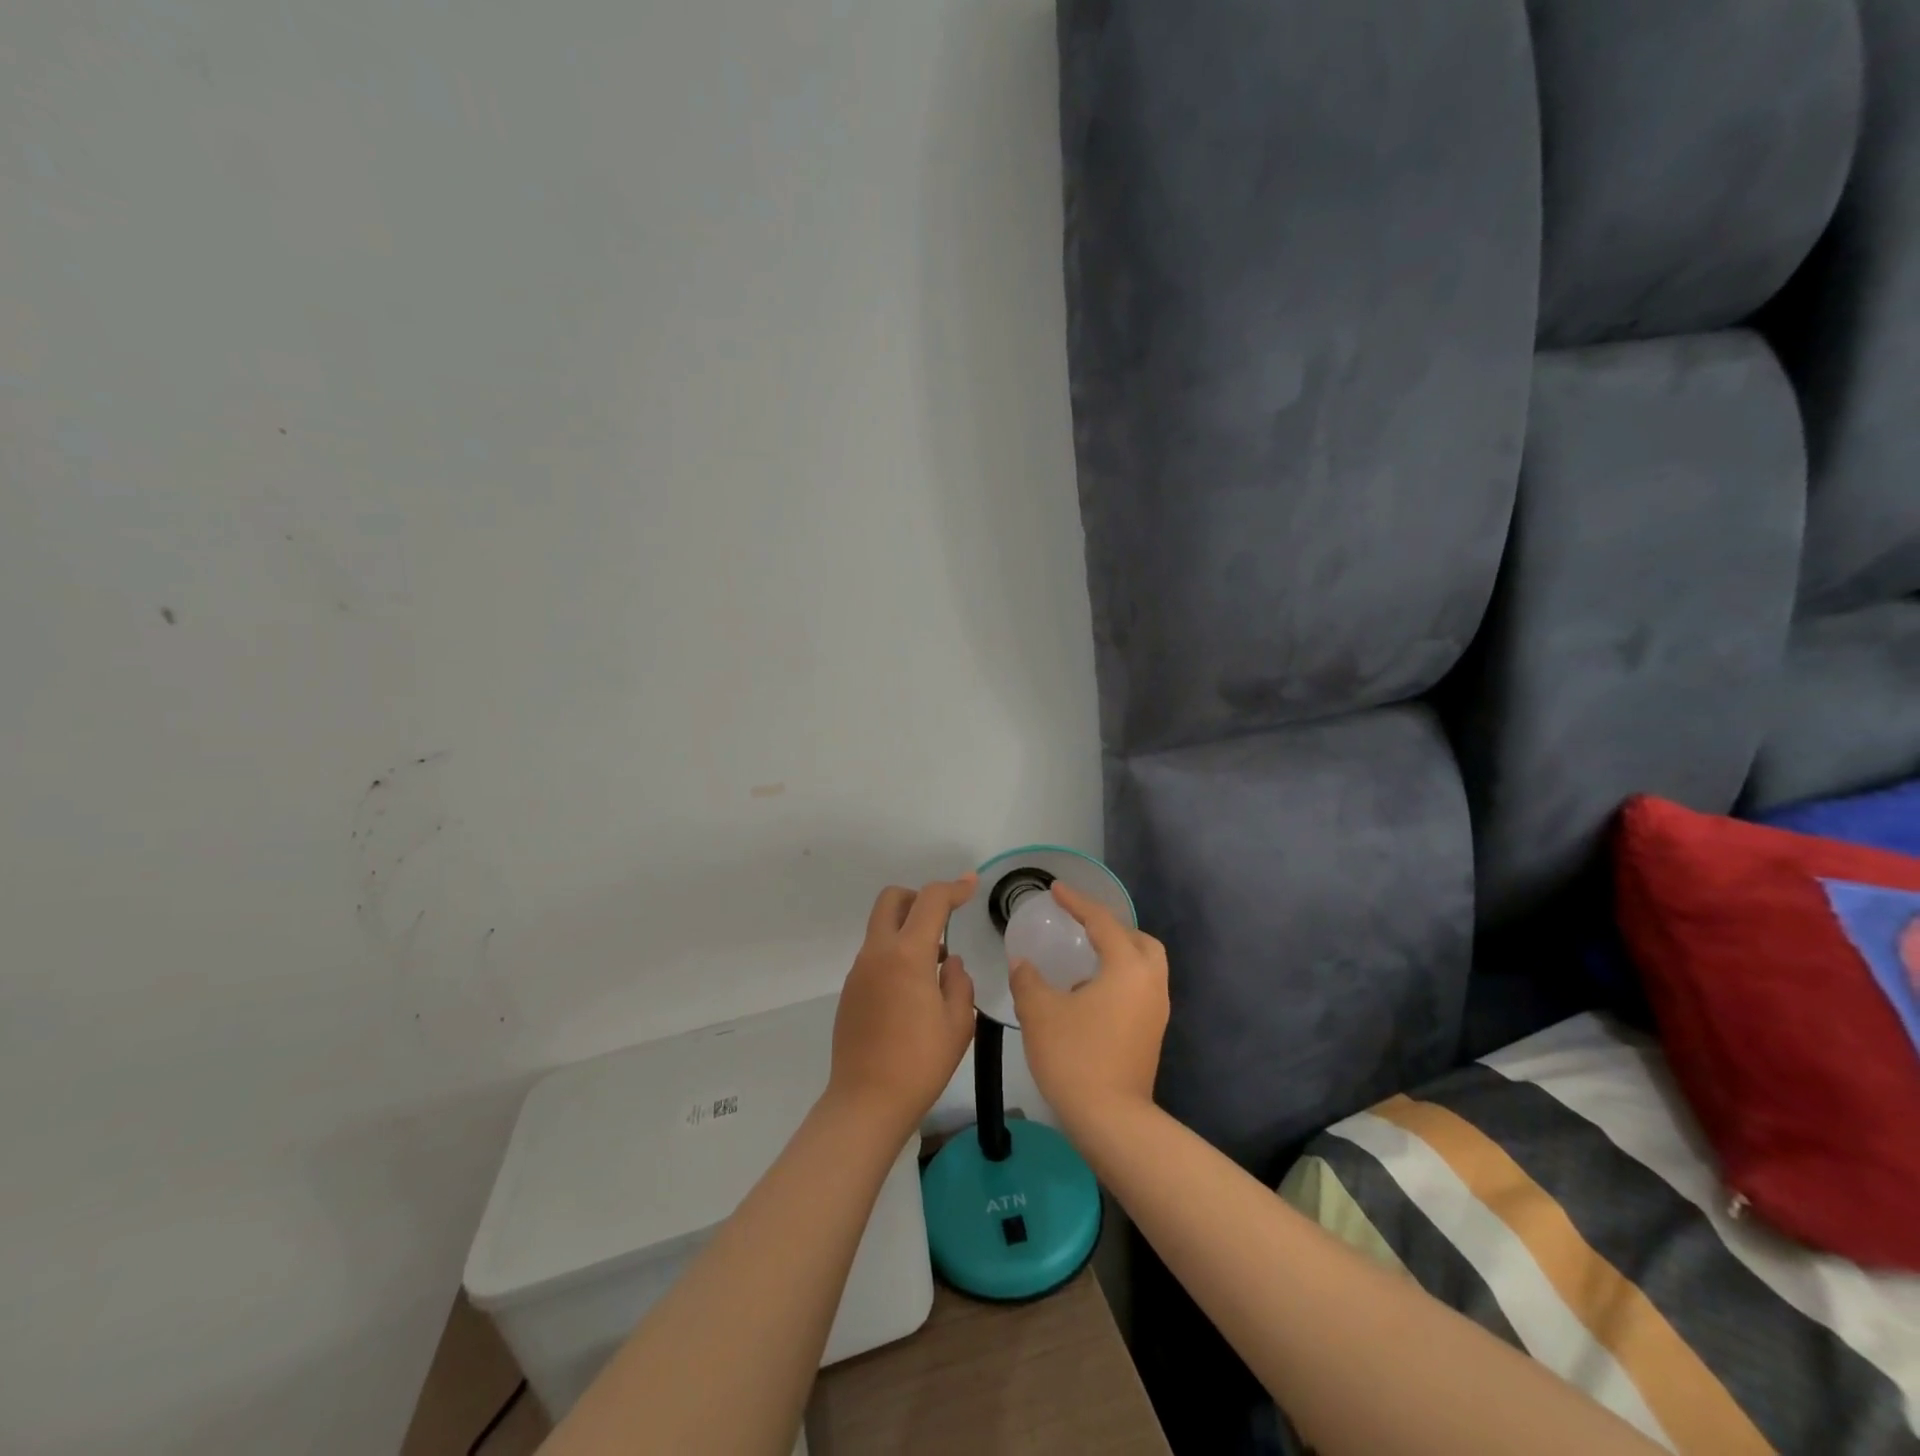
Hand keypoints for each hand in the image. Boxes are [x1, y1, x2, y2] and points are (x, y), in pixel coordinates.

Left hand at [828, 875, 978, 1134]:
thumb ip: (959, 983)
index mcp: (908, 955)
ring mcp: (859, 971)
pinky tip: (912, 990)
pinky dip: (894, 953)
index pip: (930, 901)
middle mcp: (878, 953)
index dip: (953, 888)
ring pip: (880, 927)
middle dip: (919, 898)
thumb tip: (950, 964)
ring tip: (935, 964)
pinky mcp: (850, 991)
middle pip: (892, 899)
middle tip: (942, 920)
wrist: (866, 1102)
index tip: (971, 885)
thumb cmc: (920, 1063)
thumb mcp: (958, 1024)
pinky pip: (874, 954)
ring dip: (906, 928)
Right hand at [1010, 881, 1168, 1132]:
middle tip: (1080, 925)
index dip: (1077, 902)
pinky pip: (1139, 988)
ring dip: (1117, 953)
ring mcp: (1156, 1010)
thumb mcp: (1040, 1012)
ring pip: (1144, 965)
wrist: (1111, 1120)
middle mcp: (1150, 982)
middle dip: (1110, 927)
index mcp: (1127, 968)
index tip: (1056, 889)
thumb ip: (1028, 980)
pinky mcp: (1152, 1033)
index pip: (1102, 922)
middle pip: (1138, 940)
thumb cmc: (1075, 1057)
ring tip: (1083, 958)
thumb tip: (1023, 964)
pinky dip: (1119, 978)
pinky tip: (1088, 994)